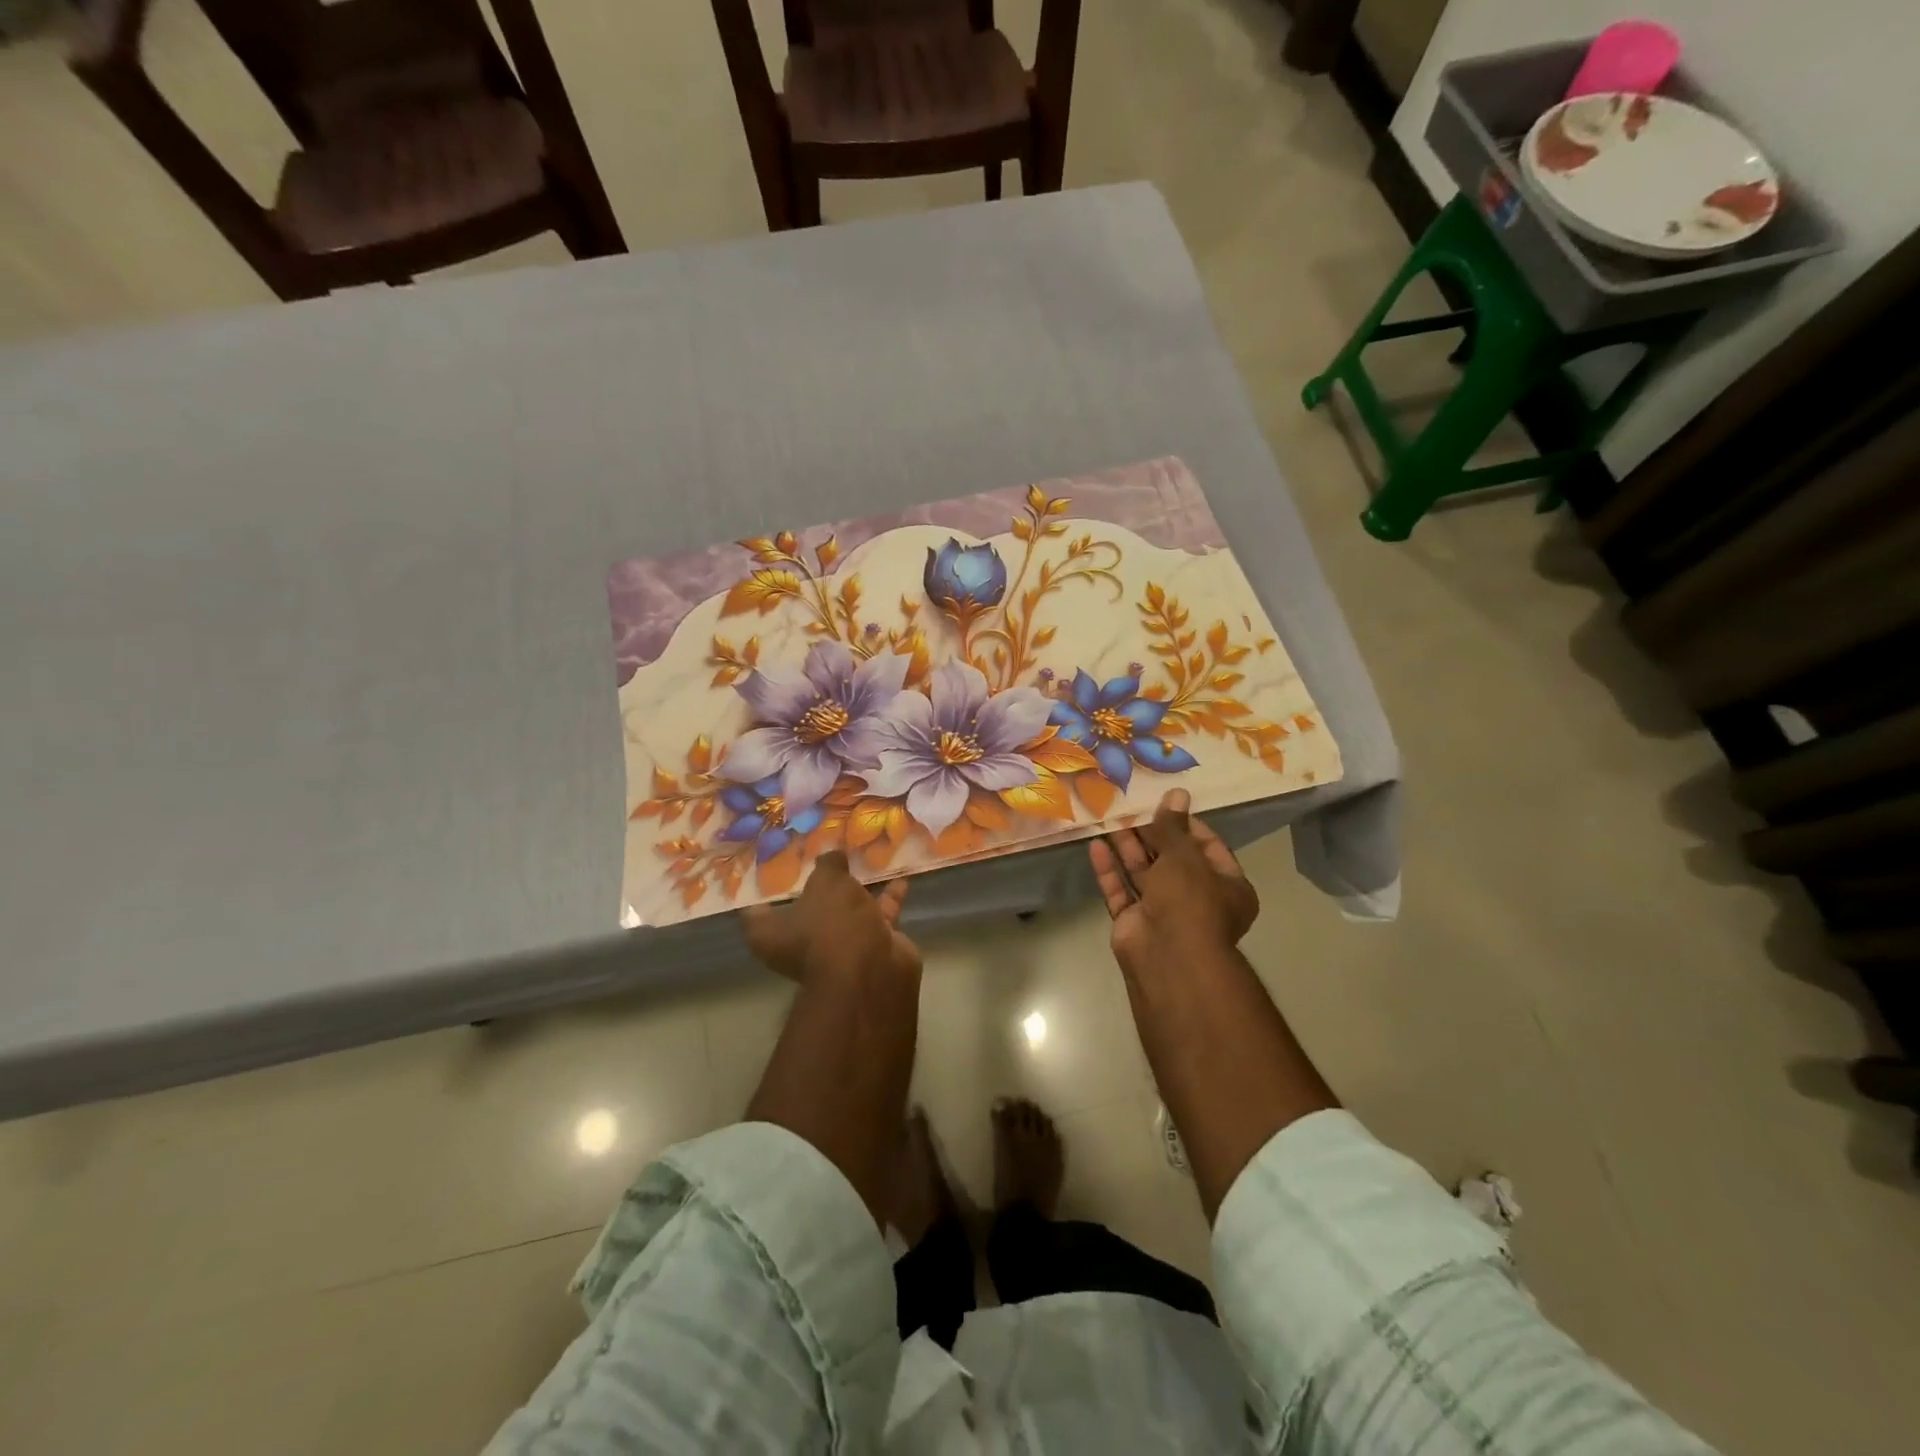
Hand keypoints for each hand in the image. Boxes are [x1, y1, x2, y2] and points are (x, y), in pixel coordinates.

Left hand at [742, 851, 919, 984]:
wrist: (873, 971)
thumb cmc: (832, 925)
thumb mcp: (827, 883)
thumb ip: (829, 865)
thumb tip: (833, 855)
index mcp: (772, 934)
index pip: (756, 911)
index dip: (764, 888)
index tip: (776, 863)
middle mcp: (801, 944)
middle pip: (806, 909)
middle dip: (818, 885)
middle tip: (826, 853)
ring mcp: (837, 947)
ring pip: (845, 911)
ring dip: (857, 890)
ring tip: (867, 858)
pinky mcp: (870, 947)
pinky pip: (878, 915)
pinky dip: (888, 898)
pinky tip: (900, 874)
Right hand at [1088, 789, 1258, 974]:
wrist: (1169, 959)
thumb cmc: (1190, 901)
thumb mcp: (1184, 856)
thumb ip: (1173, 826)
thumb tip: (1176, 793)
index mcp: (1227, 886)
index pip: (1207, 847)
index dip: (1186, 825)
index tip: (1164, 804)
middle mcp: (1197, 899)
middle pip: (1172, 859)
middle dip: (1151, 834)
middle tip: (1130, 806)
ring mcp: (1163, 912)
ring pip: (1144, 874)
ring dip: (1127, 848)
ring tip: (1110, 818)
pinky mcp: (1134, 922)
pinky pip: (1122, 891)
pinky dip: (1110, 870)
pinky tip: (1095, 845)